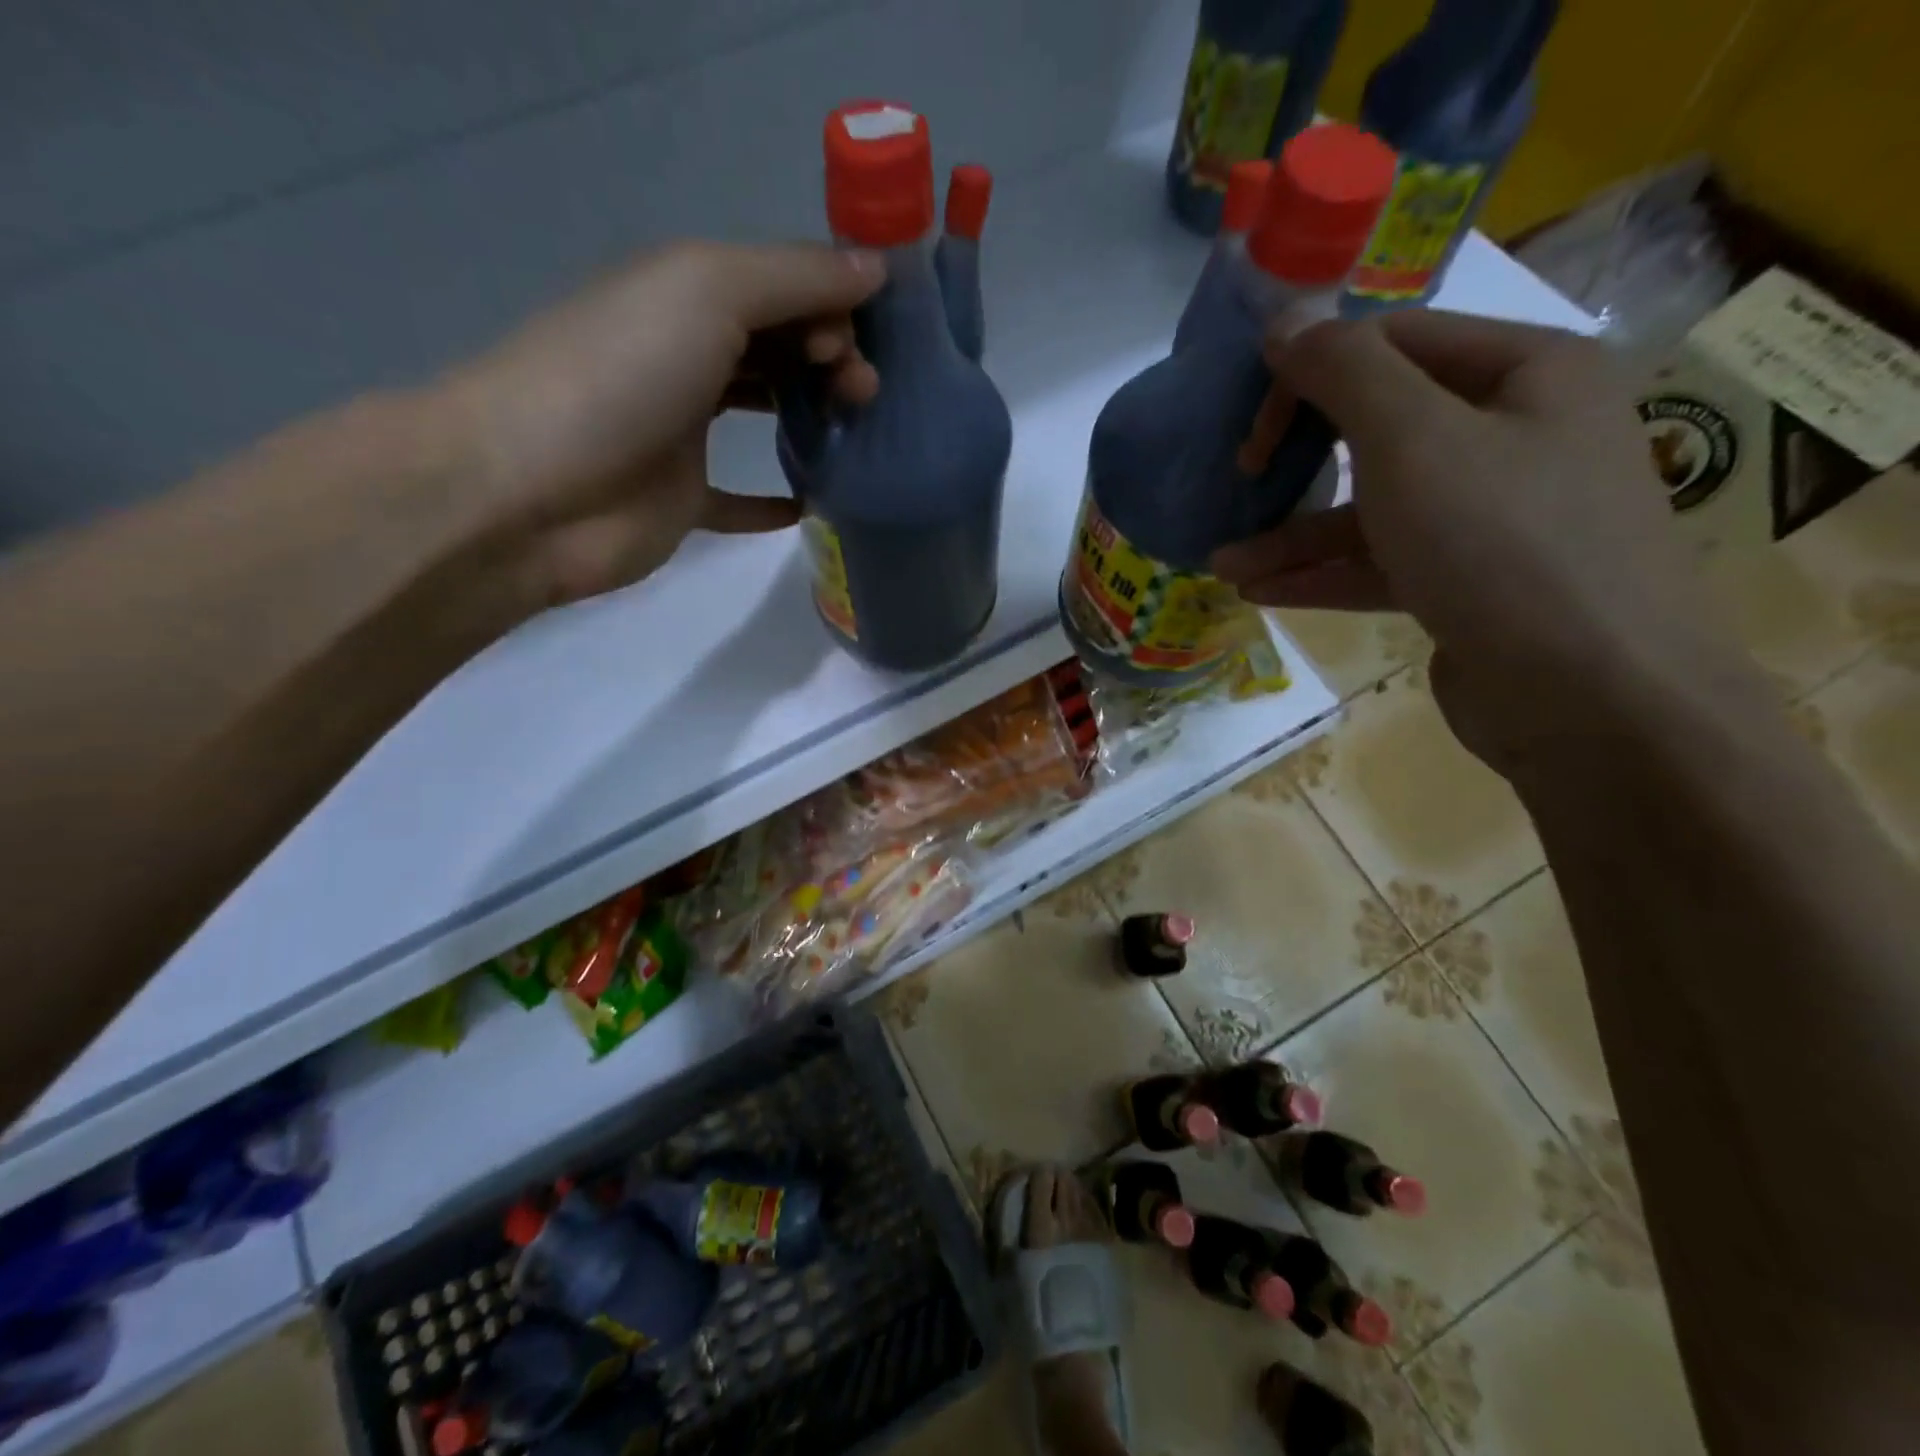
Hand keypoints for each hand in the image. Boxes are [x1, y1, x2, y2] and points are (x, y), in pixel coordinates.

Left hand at [437, 240, 884, 606]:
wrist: (530, 490)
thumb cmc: (621, 375)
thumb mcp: (709, 291)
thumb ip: (794, 276)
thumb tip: (876, 269)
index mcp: (685, 294)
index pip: (778, 286)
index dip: (830, 304)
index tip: (865, 341)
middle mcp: (684, 356)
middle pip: (777, 348)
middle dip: (831, 358)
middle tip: (865, 392)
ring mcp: (680, 433)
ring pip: (763, 416)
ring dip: (812, 417)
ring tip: (854, 432)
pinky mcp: (681, 501)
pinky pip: (738, 500)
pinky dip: (775, 501)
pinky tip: (812, 503)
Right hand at [1210, 310, 1733, 769]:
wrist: (1590, 699)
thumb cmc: (1502, 544)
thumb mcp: (1413, 441)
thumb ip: (1344, 372)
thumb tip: (1285, 323)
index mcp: (1525, 374)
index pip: (1395, 343)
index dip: (1310, 373)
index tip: (1248, 424)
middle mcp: (1516, 436)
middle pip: (1381, 427)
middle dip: (1298, 460)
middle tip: (1240, 483)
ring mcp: (1495, 517)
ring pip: (1375, 508)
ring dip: (1294, 536)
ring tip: (1223, 563)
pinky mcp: (1471, 585)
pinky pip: (1385, 563)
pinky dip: (1324, 574)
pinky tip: (1260, 591)